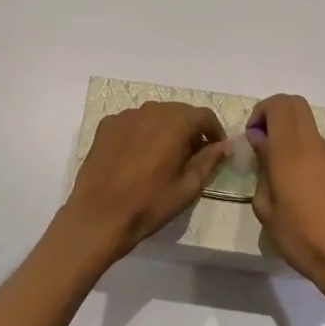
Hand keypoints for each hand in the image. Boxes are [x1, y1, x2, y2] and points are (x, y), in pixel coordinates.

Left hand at [56, 101, 228, 264]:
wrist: (99, 215)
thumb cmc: (149, 204)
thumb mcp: (188, 187)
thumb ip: (209, 161)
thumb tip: (225, 145)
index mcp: (175, 122)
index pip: (204, 115)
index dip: (214, 132)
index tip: (215, 150)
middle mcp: (151, 110)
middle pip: (179, 112)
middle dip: (190, 129)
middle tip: (191, 156)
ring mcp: (125, 116)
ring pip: (155, 115)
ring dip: (165, 129)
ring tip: (164, 156)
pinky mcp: (106, 125)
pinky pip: (133, 123)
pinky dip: (142, 133)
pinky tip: (138, 157)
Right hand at [247, 93, 324, 304]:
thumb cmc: (301, 237)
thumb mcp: (266, 208)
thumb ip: (262, 167)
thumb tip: (260, 141)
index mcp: (291, 150)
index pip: (279, 104)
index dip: (261, 112)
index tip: (253, 137)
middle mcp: (316, 144)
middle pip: (296, 106)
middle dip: (276, 117)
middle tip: (265, 145)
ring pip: (310, 132)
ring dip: (294, 142)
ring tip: (288, 180)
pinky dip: (312, 160)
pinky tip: (312, 194)